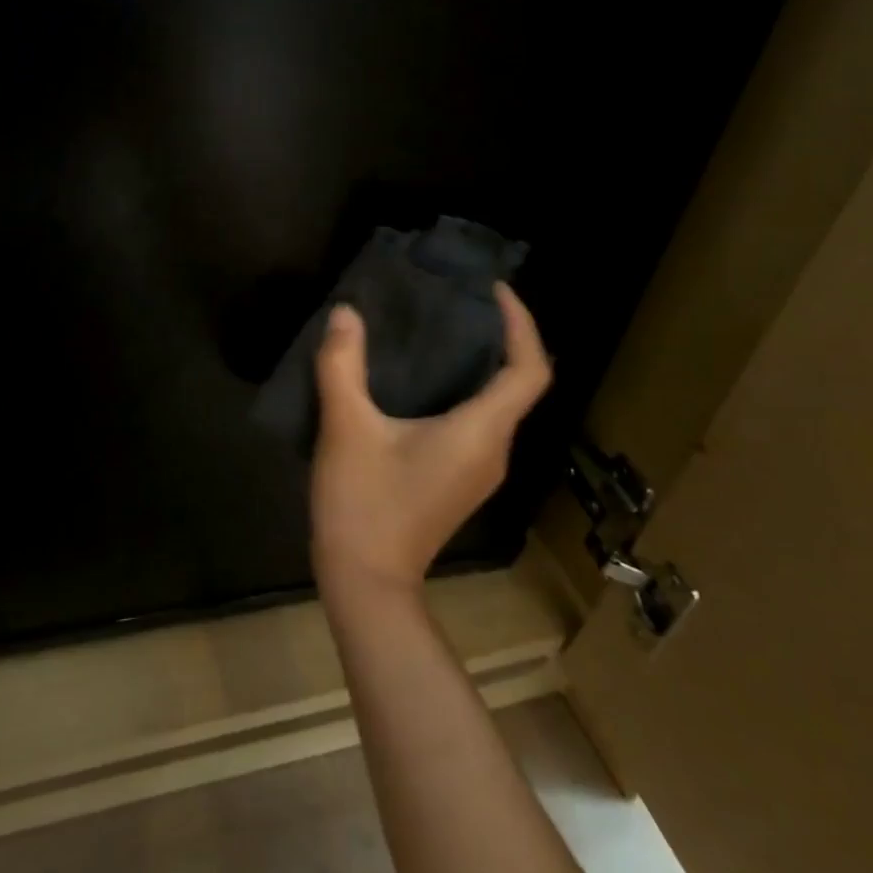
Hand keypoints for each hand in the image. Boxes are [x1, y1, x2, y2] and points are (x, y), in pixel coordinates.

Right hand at [309, 284, 550, 599]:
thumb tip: (345, 313)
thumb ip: (342, 365)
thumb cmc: (363, 502)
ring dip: (480, 365)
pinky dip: (464, 391)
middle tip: (458, 301)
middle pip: (518, 384)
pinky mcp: (460, 480)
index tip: (494, 291)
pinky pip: (478, 422)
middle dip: (499, 337)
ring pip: (497, 405)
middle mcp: (494, 450)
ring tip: (437, 331)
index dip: (521, 324)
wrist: (366, 581)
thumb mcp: (345, 427)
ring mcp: (480, 470)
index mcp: (480, 432)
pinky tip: (420, 381)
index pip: (529, 370)